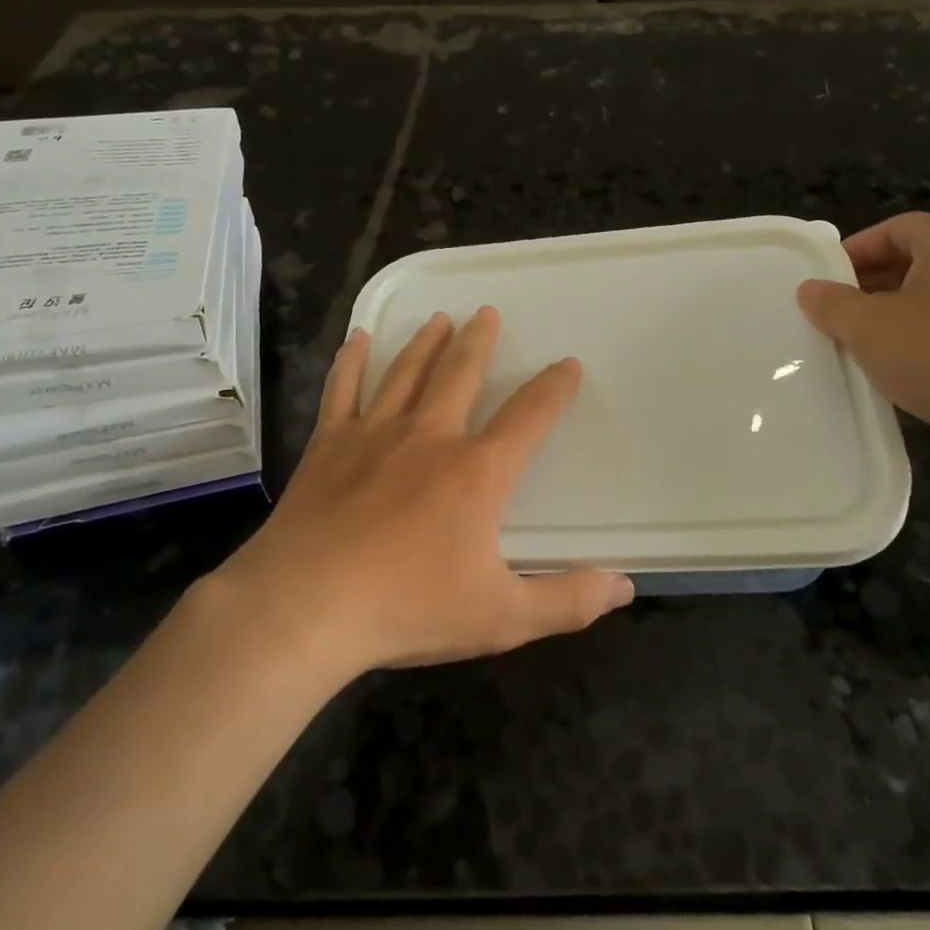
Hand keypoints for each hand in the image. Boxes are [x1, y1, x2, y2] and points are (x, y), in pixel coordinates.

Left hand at [219, 308, 633, 678]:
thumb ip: (567, 601)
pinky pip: (343, 390)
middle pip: (461, 374)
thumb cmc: (407, 610)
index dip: (554, 388)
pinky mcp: (329, 445)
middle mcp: (430, 437)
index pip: (529, 417)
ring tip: (440, 317)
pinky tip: (357, 339)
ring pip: (406, 372)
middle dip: (479, 342)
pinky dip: (352, 362)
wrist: (304, 610)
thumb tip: (625, 586)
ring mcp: (375, 435)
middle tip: (487, 312)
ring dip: (426, 342)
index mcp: (477, 472)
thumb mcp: (501, 617)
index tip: (567, 364)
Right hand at [796, 213, 929, 467]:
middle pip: (915, 262)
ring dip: (892, 318)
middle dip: (870, 286)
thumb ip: (831, 303)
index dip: (855, 250)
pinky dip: (921, 343)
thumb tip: (809, 290)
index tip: (825, 279)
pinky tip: (897, 371)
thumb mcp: (866, 325)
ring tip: (860, 344)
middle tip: (835, 313)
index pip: (896, 228)